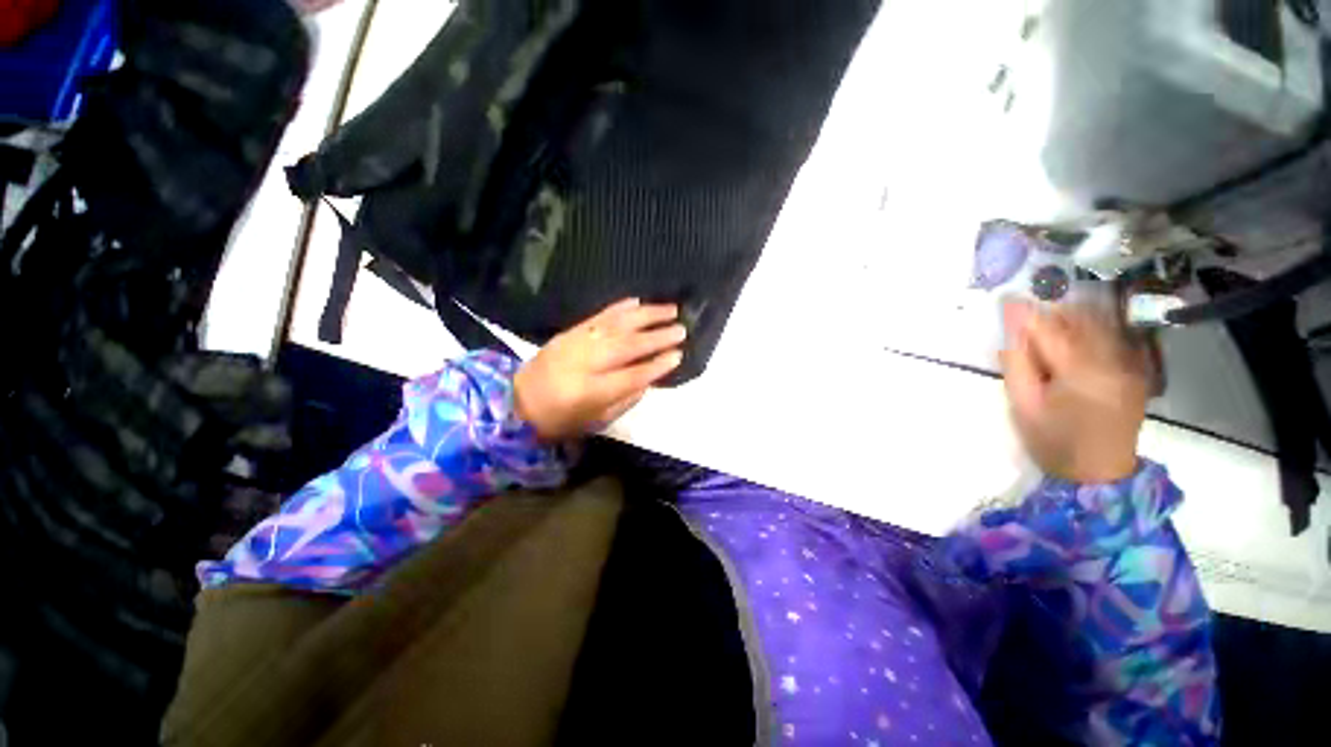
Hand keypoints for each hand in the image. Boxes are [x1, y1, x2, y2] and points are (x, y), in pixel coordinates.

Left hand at [514, 299, 685, 440]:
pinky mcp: (570, 331)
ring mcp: (576, 342)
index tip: (679, 355)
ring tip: (670, 309)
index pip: (633, 375)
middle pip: (628, 345)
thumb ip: (626, 399)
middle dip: (658, 336)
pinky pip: (598, 315)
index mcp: (591, 391)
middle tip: (682, 329)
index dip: (657, 365)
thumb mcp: (597, 421)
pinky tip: (637, 301)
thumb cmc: (562, 419)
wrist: (517, 402)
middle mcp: (585, 362)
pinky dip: (620, 307)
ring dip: (646, 315)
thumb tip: (650, 377)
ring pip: (617, 325)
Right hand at [1000, 301, 1150, 482]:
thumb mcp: (1022, 405)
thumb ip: (1017, 362)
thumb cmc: (1053, 441)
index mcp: (1082, 374)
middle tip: (1026, 318)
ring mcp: (1131, 364)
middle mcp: (1114, 361)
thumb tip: (1012, 327)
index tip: (1007, 299)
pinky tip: (1073, 340)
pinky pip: (1113, 335)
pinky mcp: (1137, 368)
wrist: (1100, 473)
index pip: (1051, 331)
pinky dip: (1090, 329)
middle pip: (1080, 320)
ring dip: (1071, 318)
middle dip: (1051, 312)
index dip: (1027, 313)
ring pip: (1100, 323)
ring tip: (1048, 327)